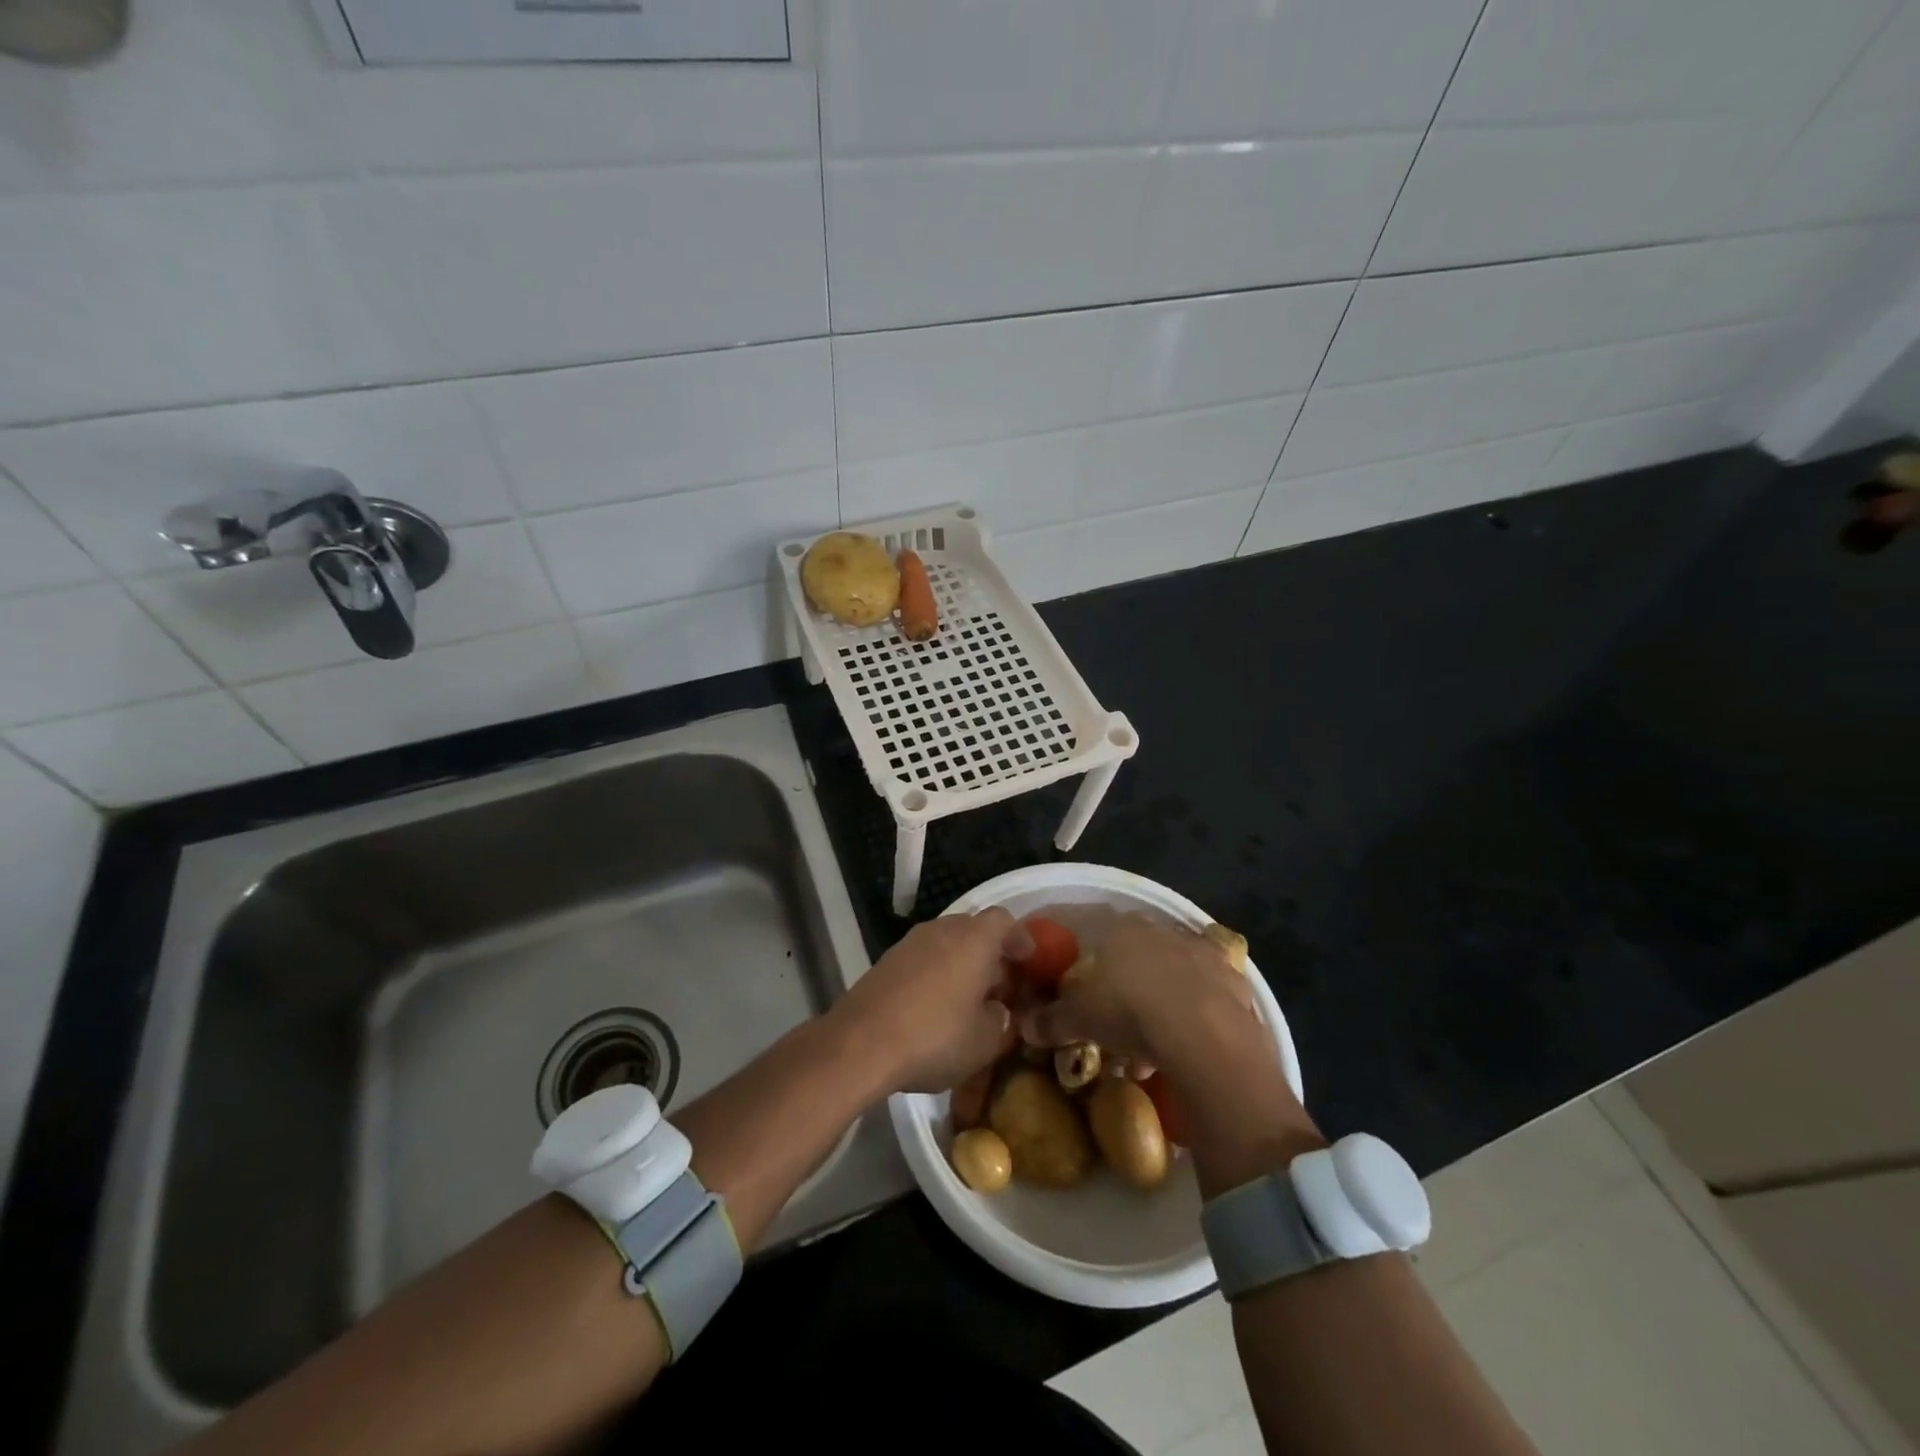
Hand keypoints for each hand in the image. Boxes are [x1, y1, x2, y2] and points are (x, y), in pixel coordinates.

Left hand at [830, 909, 1032, 1095]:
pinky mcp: (885, 961)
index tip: (1028, 960)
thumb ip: (1000, 1020)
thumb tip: (996, 1010)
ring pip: (945, 943)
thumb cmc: (935, 1036)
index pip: (1004, 920)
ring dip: (960, 964)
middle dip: (989, 954)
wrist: (860, 1043)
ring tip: (968, 1000)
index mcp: (974, 939)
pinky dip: (935, 974)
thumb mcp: (985, 1041)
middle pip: (973, 929)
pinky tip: (934, 1008)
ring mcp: (909, 943)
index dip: (1019, 938)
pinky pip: (922, 959)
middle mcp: (942, 929)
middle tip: (1000, 985)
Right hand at [1020, 915, 1255, 1064]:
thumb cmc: (1129, 1011)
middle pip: (1141, 957)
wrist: (1202, 1034)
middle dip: (1130, 987)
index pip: (1103, 936)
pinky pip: (1207, 999)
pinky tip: (1185, 1048)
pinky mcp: (1236, 983)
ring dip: (1163, 1006)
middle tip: (1118, 1023)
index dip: (1095, 966)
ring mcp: (1203, 955)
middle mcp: (1162, 933)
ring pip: (1175, 977)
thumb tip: (1024, 1025)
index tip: (1090, 995)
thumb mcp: (1079, 1019)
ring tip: (1149, 1048)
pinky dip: (1196, 1019)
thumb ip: (1051, 1020)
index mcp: (1123, 930)